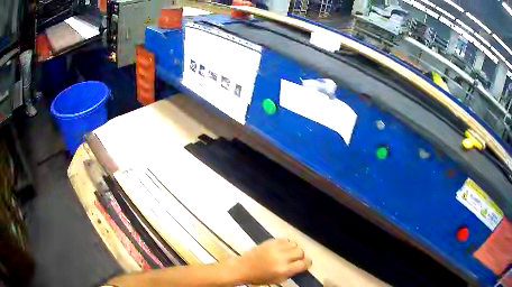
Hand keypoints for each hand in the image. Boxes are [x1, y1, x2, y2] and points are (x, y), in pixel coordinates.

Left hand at [228, 238, 310, 283]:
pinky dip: (286, 244)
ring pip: (294, 244)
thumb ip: (290, 272)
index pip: (303, 264)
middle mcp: (281, 258)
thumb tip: (301, 266)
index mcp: (283, 270)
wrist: (243, 267)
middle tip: (296, 259)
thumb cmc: (259, 277)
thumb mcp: (277, 279)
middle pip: (300, 252)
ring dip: (294, 249)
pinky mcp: (270, 241)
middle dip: (301, 256)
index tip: (305, 264)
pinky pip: (285, 239)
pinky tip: (282, 248)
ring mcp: (275, 248)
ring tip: (289, 253)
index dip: (306, 264)